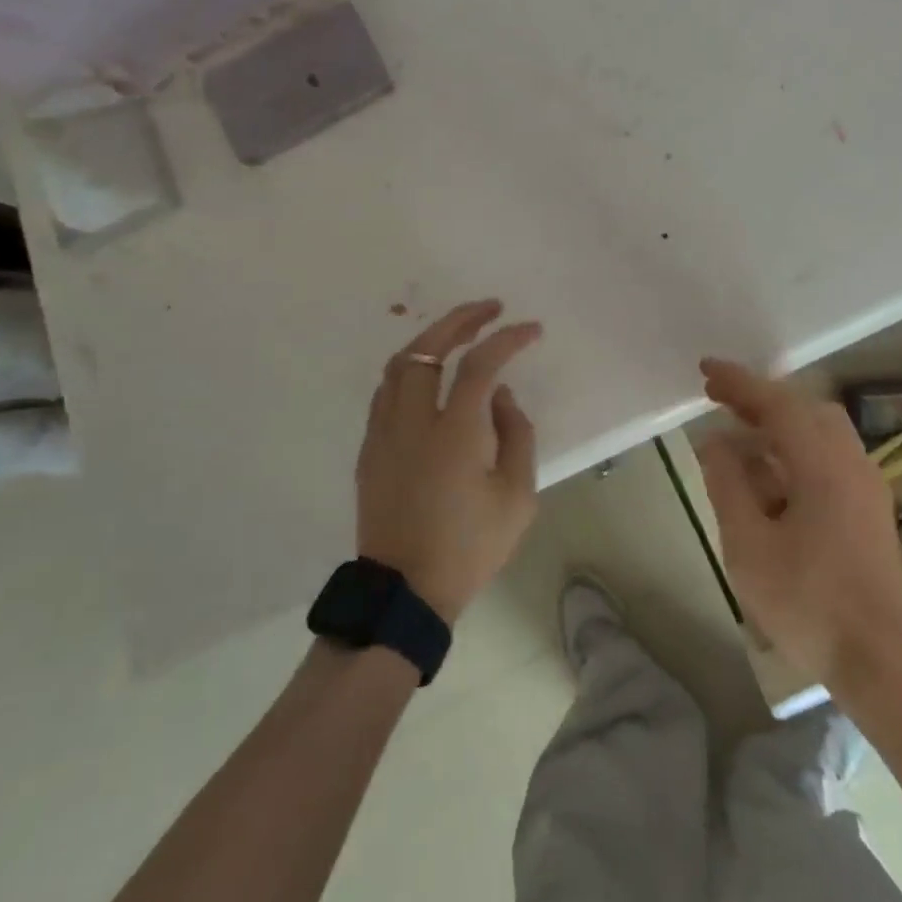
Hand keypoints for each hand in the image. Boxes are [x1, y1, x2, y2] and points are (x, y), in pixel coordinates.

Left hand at [356, 300, 542, 622]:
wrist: (405, 593)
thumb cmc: (469, 547)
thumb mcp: (517, 498)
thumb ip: (516, 435)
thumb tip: (500, 397)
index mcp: (454, 433)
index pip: (480, 365)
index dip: (507, 339)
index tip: (531, 329)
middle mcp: (413, 422)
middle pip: (427, 348)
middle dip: (460, 319)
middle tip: (489, 308)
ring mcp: (384, 433)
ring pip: (398, 365)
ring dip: (430, 339)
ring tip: (458, 333)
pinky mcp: (370, 449)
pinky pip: (387, 392)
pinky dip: (410, 369)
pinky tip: (429, 375)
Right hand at [696, 358, 901, 688]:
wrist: (879, 661)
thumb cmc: (808, 602)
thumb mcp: (749, 544)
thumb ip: (728, 483)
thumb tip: (715, 440)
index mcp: (823, 464)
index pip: (777, 403)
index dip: (739, 383)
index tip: (706, 369)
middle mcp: (850, 462)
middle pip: (803, 409)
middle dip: (759, 399)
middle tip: (718, 400)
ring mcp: (866, 485)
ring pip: (820, 431)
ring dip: (778, 424)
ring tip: (739, 435)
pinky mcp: (869, 508)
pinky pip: (829, 456)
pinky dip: (795, 449)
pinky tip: (770, 475)